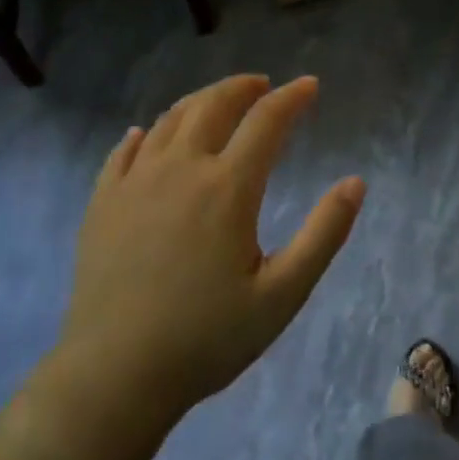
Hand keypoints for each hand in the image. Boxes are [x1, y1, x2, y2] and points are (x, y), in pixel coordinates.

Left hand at [60, 74, 364, 424]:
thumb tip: (356, 183)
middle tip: (262, 84)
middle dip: (243, 87)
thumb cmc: (207, 338)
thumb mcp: (283, 294)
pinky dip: (145, 133)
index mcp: (228, 187)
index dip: (292, 98)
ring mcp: (135, 182)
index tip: (310, 86)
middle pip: (213, 106)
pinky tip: (147, 134)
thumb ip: (323, 234)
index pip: (266, 121)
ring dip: (199, 101)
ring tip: (217, 101)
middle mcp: (180, 169)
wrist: (115, 374)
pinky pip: (124, 151)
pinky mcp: (103, 202)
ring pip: (169, 120)